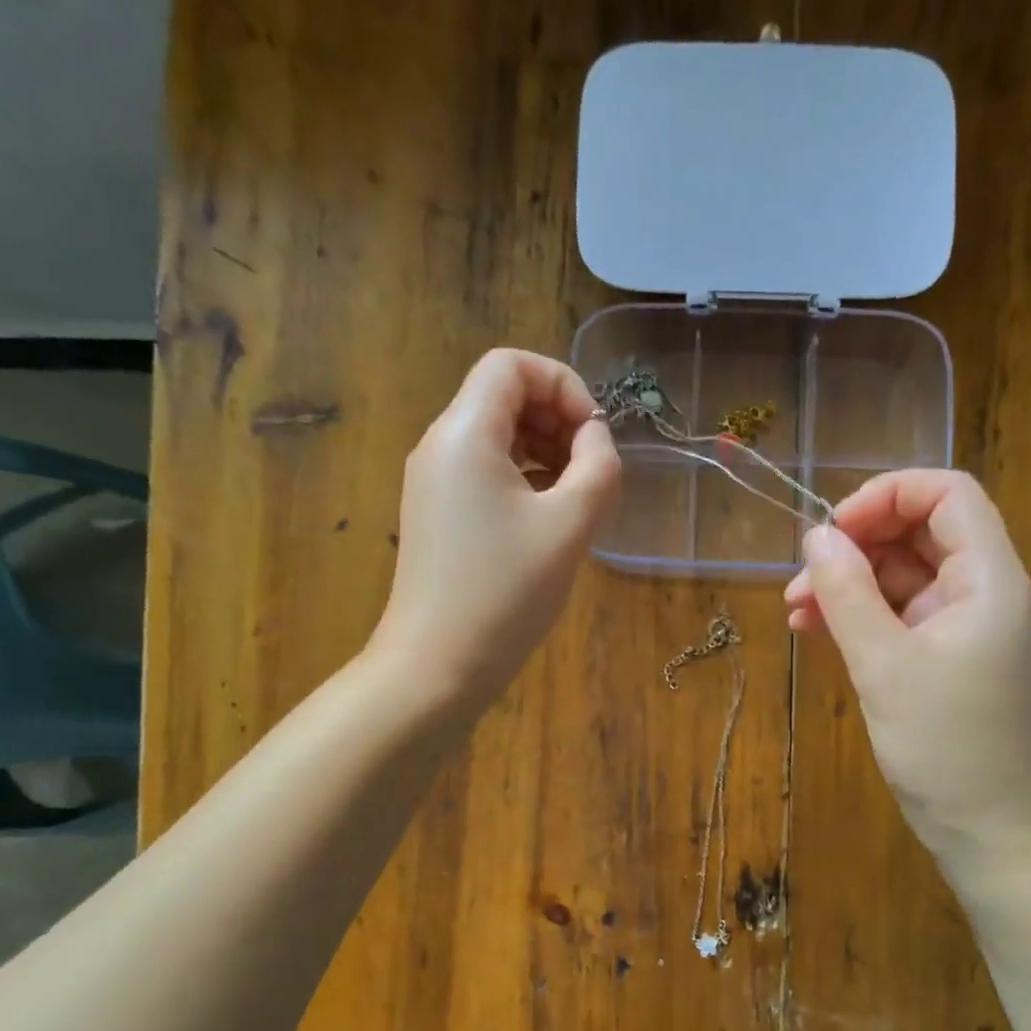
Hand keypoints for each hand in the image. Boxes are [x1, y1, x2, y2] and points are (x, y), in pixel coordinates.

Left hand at [369, 349, 619, 710]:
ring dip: (544, 451)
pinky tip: (548, 520)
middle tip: (591, 471)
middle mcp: (440, 446)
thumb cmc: (506, 592)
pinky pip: (484, 472)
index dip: (563, 384)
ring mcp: (433, 482)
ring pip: (496, 436)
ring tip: (577, 498)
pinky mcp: (437, 515)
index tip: (594, 436)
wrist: (437, 666)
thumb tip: (595, 438)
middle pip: (503, 396)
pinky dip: (523, 479)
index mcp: (465, 433)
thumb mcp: (570, 524)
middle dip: (557, 419)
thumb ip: (598, 466)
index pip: (511, 365)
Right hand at [784, 470, 1030, 859]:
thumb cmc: (945, 745)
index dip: (887, 495)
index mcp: (988, 578)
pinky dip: (858, 616)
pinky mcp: (944, 657)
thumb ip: (846, 592)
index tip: (832, 530)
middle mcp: (981, 591)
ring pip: (901, 575)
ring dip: (847, 583)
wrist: (988, 830)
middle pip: (919, 532)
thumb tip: (815, 536)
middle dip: (855, 545)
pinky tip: (814, 630)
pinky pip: (897, 615)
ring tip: (794, 610)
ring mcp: (962, 626)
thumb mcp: (884, 664)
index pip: (947, 494)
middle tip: (801, 578)